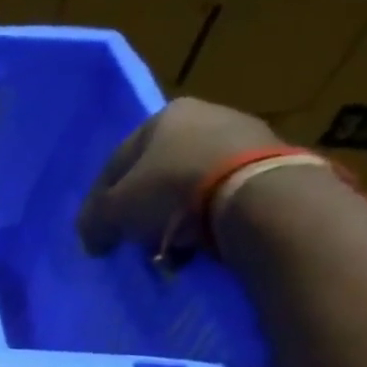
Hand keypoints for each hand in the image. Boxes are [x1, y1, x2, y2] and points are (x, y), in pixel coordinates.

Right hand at [77, 96, 277, 259]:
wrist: (257, 197)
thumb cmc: (171, 190)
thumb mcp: (114, 211)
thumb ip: (94, 222)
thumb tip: (92, 239)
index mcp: (164, 116)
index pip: (117, 163)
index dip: (101, 202)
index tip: (99, 232)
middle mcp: (206, 116)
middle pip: (157, 174)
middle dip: (143, 211)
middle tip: (135, 241)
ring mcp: (246, 137)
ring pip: (191, 187)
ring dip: (175, 219)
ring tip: (170, 250)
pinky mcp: (274, 165)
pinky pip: (224, 196)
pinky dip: (207, 219)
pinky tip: (200, 245)